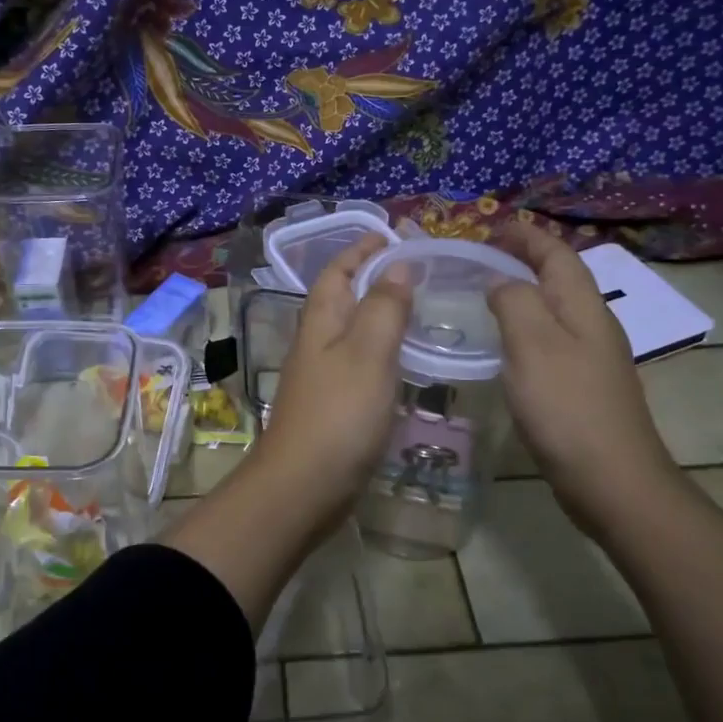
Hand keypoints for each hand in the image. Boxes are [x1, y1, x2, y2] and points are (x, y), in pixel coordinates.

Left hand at [245, 233, 412, 530]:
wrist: (303, 487)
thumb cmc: (338, 415)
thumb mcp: (368, 354)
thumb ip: (384, 308)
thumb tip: (395, 265)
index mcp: (321, 321)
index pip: (337, 271)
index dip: (361, 249)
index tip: (393, 235)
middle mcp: (316, 343)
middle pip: (343, 298)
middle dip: (374, 278)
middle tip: (418, 272)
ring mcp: (322, 376)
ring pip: (352, 332)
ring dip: (380, 314)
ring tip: (419, 309)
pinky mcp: (333, 406)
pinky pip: (359, 364)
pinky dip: (382, 352)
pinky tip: (404, 363)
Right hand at [486, 224, 683, 529]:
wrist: (612, 480)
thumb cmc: (567, 407)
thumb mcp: (532, 345)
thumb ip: (514, 302)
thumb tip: (501, 281)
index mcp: (584, 307)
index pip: (556, 254)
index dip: (526, 236)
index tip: (491, 228)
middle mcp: (593, 325)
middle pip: (561, 278)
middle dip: (526, 259)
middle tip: (483, 257)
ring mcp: (592, 358)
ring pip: (556, 309)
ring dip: (526, 292)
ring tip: (488, 293)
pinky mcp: (583, 387)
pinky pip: (552, 340)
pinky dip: (527, 327)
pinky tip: (507, 346)